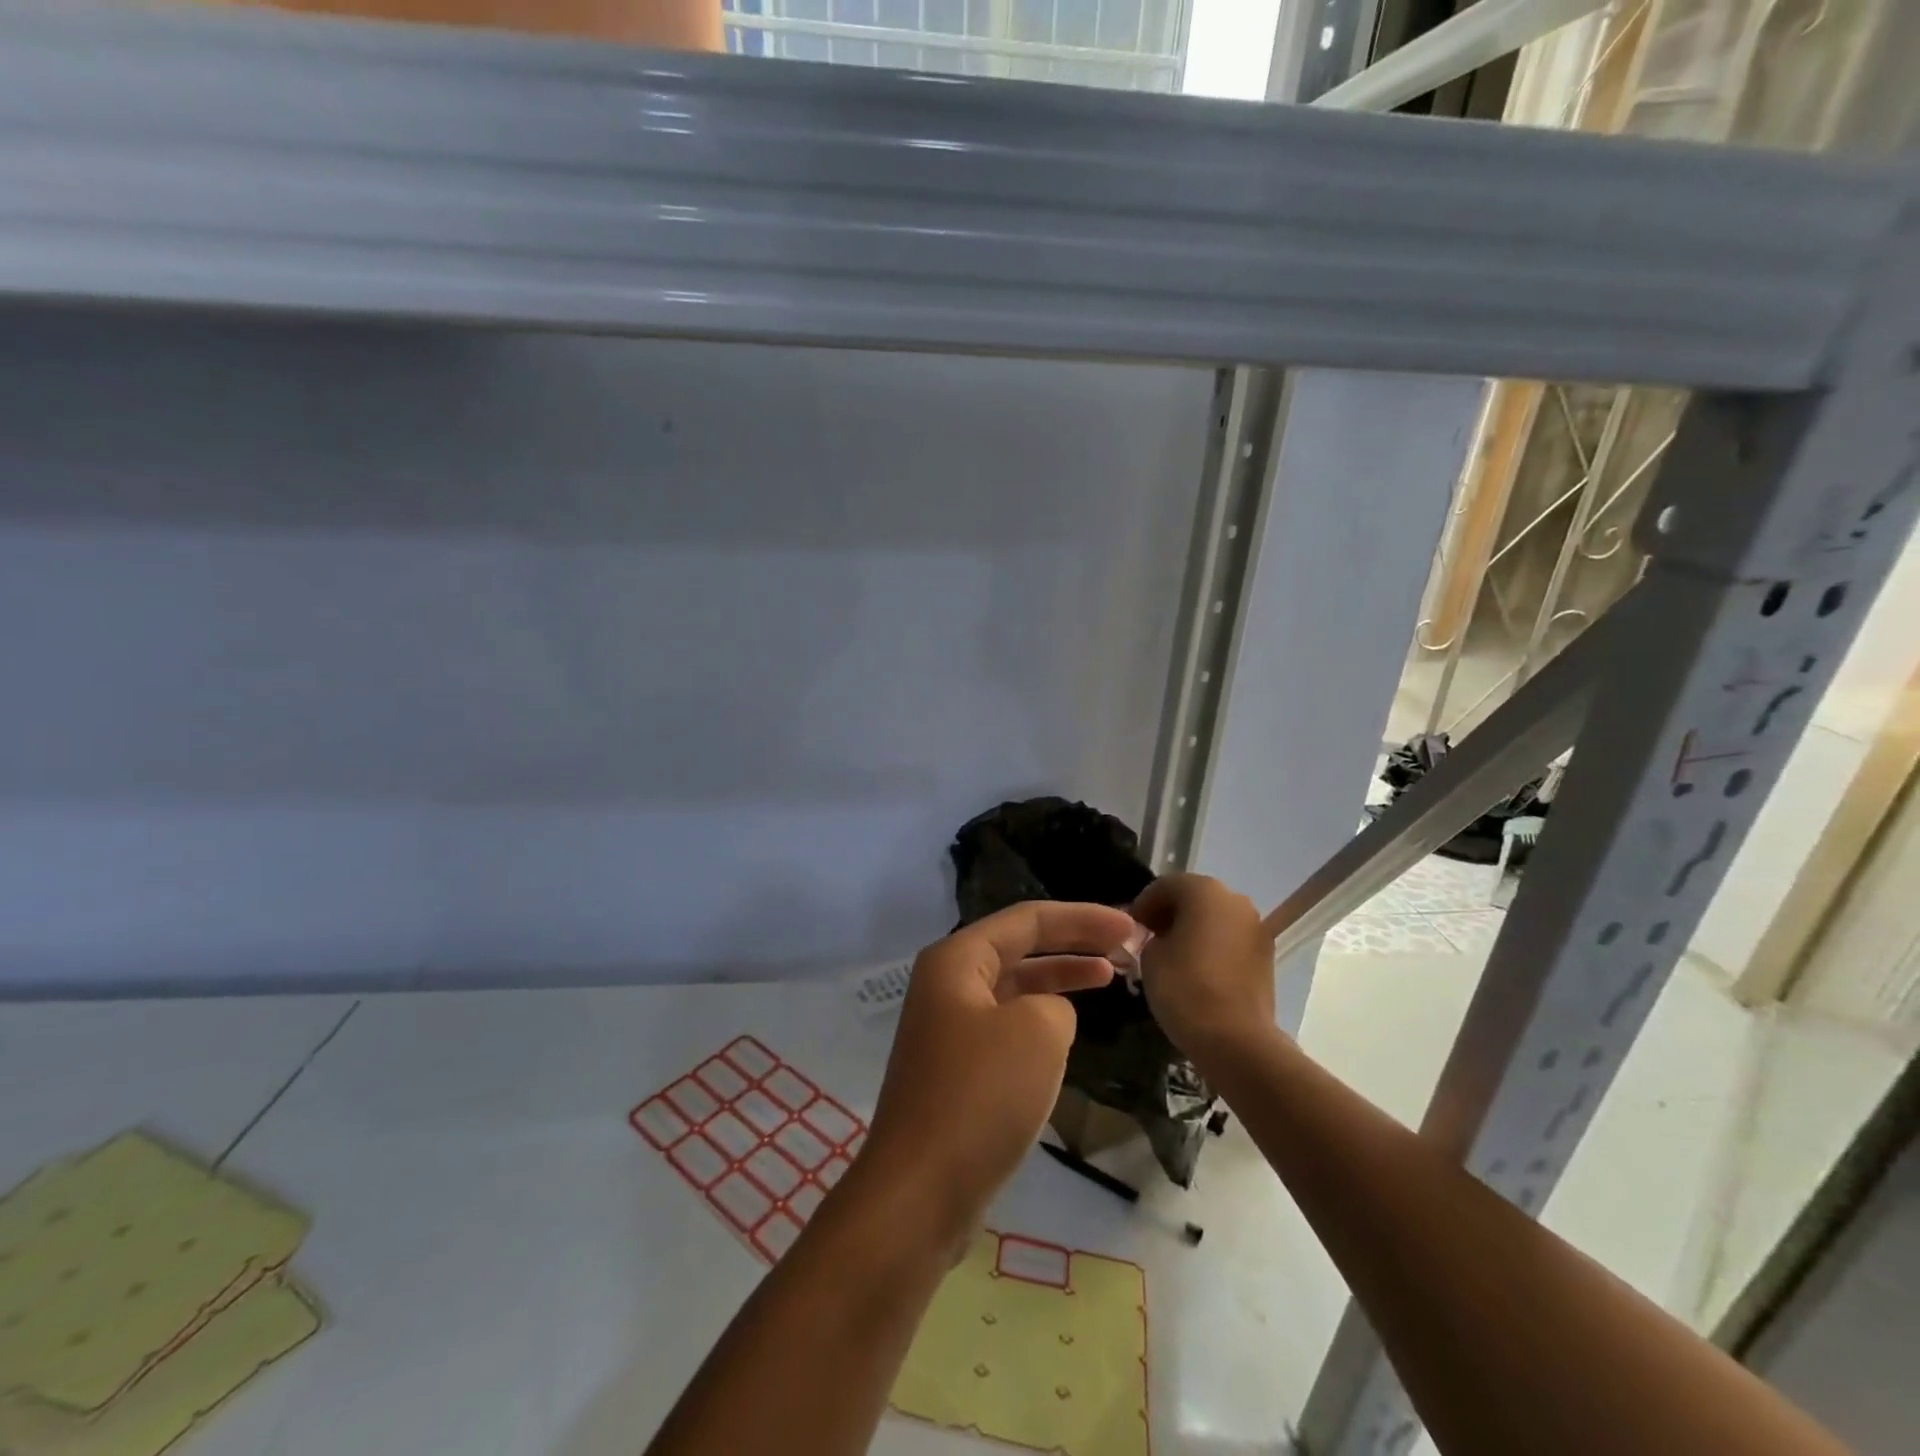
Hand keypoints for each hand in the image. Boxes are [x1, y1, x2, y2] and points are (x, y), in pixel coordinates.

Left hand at [858, 901, 1137, 1244]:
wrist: (920, 1192)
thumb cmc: (979, 1096)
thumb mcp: (1037, 1032)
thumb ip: (1056, 1004)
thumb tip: (1048, 1017)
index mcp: (956, 960)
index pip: (1027, 920)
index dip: (1082, 918)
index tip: (1129, 924)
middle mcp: (947, 984)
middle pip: (1019, 948)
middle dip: (1072, 943)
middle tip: (1126, 946)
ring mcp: (949, 1028)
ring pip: (1015, 988)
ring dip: (1059, 979)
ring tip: (1109, 976)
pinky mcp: (957, 1070)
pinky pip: (1007, 1026)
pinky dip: (1042, 1019)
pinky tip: (1070, 1031)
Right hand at [1132, 873, 1277, 1067]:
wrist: (1236, 1040)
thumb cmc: (1185, 988)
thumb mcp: (1150, 956)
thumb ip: (1151, 937)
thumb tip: (1160, 938)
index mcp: (1204, 891)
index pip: (1165, 886)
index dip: (1143, 904)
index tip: (1130, 927)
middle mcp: (1235, 900)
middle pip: (1194, 898)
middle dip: (1170, 914)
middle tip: (1149, 938)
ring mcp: (1255, 927)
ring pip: (1215, 919)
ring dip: (1194, 930)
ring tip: (1172, 956)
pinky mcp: (1266, 955)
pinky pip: (1230, 940)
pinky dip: (1213, 946)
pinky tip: (1196, 970)